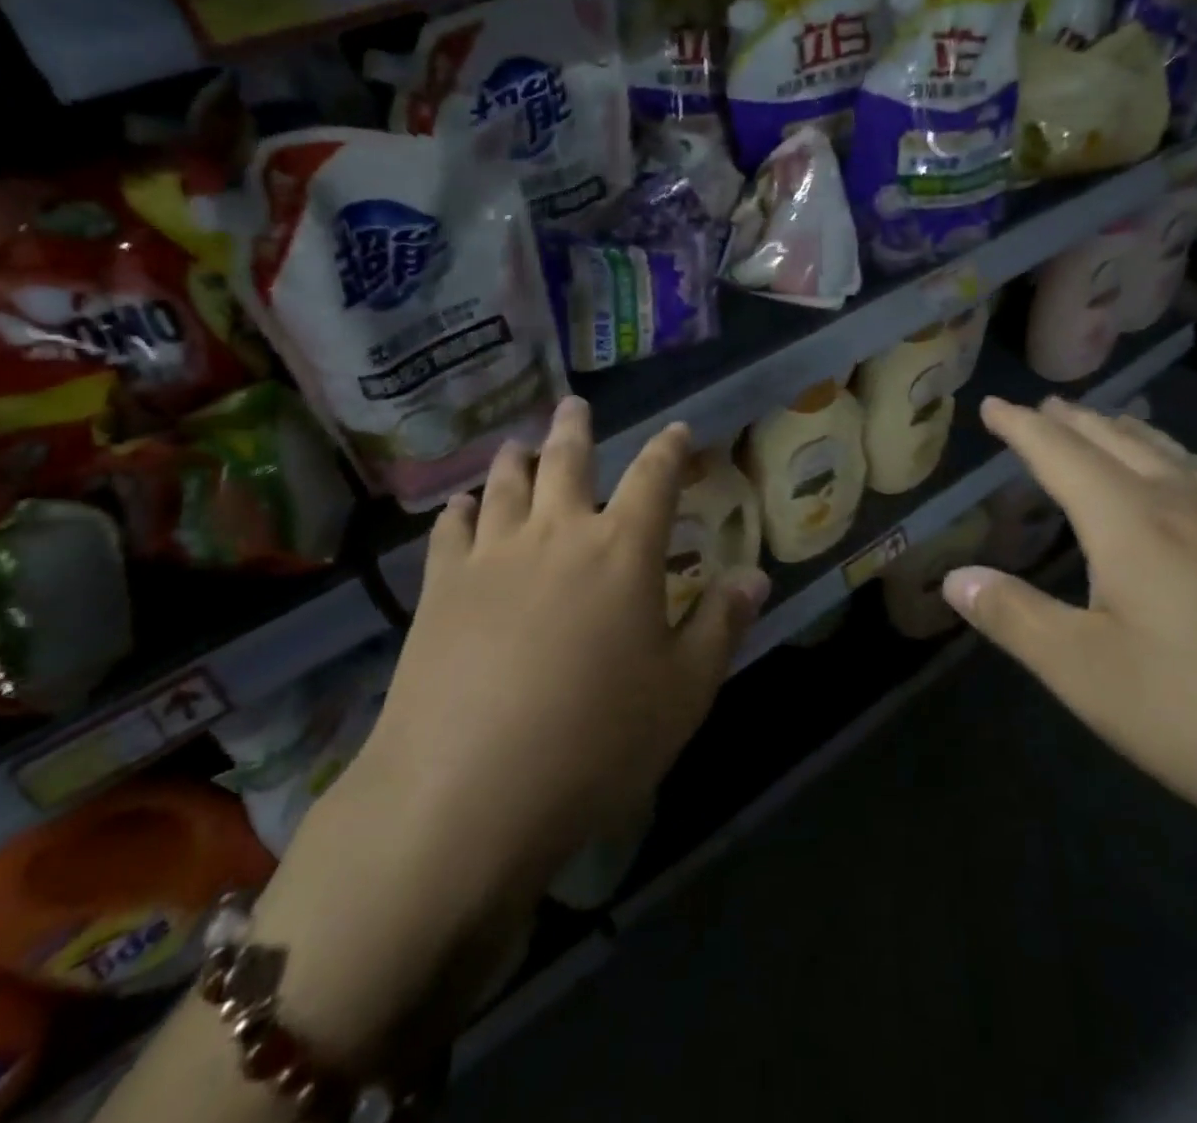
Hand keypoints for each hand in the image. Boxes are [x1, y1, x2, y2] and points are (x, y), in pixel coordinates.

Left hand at [252, 399, 767, 1063]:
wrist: (467, 792)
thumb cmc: (595, 743)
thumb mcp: (683, 693)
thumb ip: (721, 625)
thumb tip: (756, 575)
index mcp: (623, 551)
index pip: (655, 478)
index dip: (670, 449)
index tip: (678, 430)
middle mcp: (558, 534)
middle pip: (567, 461)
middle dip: (575, 429)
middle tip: (573, 404)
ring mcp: (492, 555)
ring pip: (506, 485)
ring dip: (516, 458)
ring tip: (518, 442)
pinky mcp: (440, 587)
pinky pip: (451, 530)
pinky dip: (460, 509)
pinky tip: (461, 505)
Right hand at [944, 396, 1196, 893]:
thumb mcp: (1087, 675)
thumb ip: (1014, 618)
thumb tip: (954, 577)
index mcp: (1133, 523)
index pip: (1061, 454)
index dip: (1021, 427)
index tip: (993, 404)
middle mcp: (1190, 506)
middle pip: (1121, 441)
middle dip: (1075, 420)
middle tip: (1043, 406)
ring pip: (1174, 455)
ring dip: (1129, 432)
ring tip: (1107, 423)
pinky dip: (1179, 460)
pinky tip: (1191, 481)